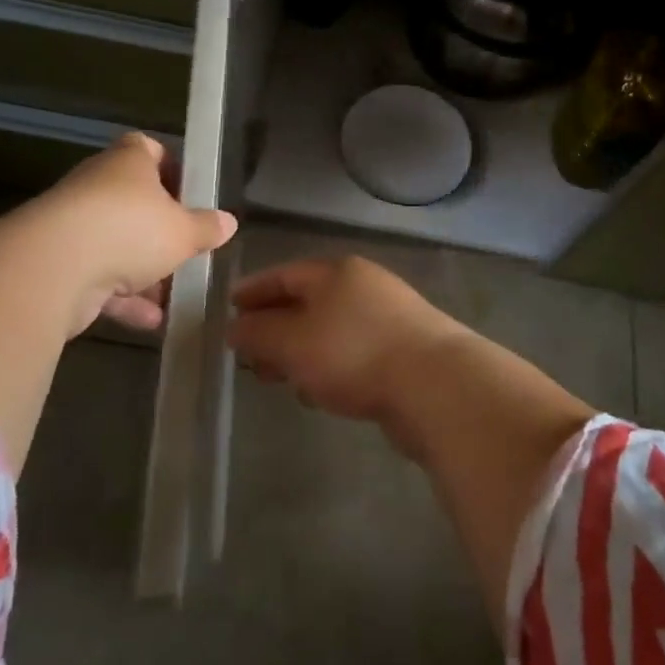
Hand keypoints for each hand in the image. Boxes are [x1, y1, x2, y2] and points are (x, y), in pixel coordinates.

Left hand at [20, 132, 236, 335]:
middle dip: (159, 229)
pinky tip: (151, 321)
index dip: (170, 168)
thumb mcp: (183, 231)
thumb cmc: (131, 229)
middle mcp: (97, 186)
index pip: (148, 150)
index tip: (190, 194)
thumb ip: (206, 228)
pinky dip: (122, 298)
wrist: (55, 266)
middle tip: (185, 248)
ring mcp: (73, 225)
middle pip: (132, 202)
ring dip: (142, 271)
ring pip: (115, 244)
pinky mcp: (57, 263)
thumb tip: (228, 222)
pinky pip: (97, 278)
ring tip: (173, 294)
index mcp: (127, 162)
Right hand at [229, 257, 464, 424]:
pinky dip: (327, 366)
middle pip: (308, 301)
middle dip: (274, 326)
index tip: (228, 308)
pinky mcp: (403, 349)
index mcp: (336, 272)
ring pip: (329, 329)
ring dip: (299, 351)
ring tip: (275, 377)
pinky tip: (316, 392)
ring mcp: (388, 316)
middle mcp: (363, 285)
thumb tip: (235, 327)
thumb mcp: (293, 342)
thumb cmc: (354, 353)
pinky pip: (351, 352)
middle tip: (247, 352)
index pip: (285, 274)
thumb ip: (259, 333)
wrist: (435, 384)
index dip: (254, 291)